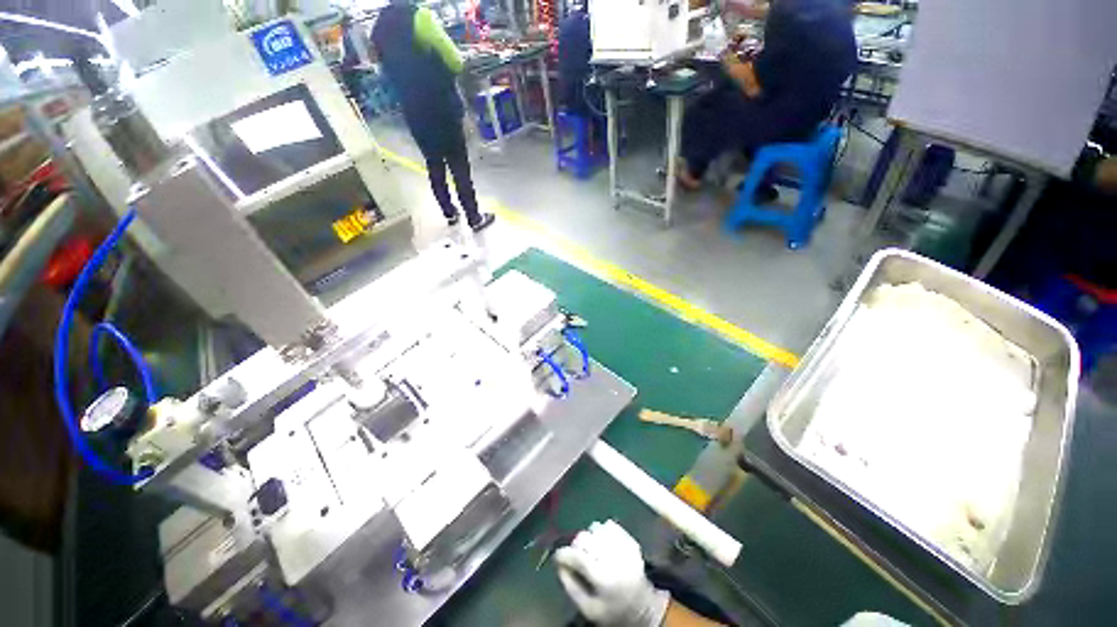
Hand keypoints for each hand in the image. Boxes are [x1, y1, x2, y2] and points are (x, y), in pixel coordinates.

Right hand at [554, 520, 669, 626]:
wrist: (643, 608)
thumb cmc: (613, 610)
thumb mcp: (589, 608)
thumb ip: (571, 586)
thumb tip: (559, 564)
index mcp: (603, 577)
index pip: (577, 556)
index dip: (564, 554)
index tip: (557, 557)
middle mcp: (613, 557)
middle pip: (585, 538)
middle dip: (576, 546)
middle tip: (576, 556)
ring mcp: (623, 546)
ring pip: (596, 528)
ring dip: (589, 537)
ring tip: (591, 550)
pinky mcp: (630, 540)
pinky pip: (609, 525)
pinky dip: (601, 532)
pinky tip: (602, 544)